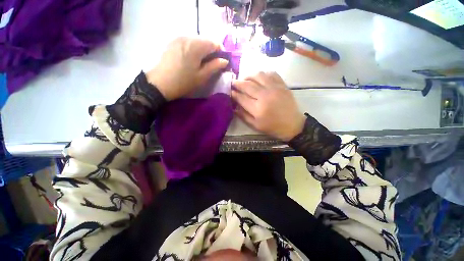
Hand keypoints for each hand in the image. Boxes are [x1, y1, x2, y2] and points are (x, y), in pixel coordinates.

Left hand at [146, 37, 228, 99]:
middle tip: (212, 65)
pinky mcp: (173, 42)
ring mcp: (178, 38)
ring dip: (203, 51)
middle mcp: (188, 37)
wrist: (160, 83)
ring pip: (197, 41)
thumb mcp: (202, 76)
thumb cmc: (184, 82)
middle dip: (212, 52)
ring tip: (201, 64)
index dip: (221, 52)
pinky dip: (194, 50)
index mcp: (196, 45)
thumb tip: (225, 61)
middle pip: (206, 41)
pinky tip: (191, 60)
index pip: (215, 43)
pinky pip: (188, 43)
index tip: (221, 63)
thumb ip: (215, 66)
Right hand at [231, 72, 304, 141]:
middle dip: (237, 83)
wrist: (293, 125)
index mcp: (257, 108)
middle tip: (233, 82)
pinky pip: (271, 73)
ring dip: (249, 76)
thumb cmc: (273, 127)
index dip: (233, 93)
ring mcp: (274, 88)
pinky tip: (259, 78)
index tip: (229, 91)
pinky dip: (263, 73)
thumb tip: (233, 106)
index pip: (241, 97)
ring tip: (245, 79)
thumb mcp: (255, 125)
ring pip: (258, 75)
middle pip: (247, 85)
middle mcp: (265, 96)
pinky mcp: (282, 85)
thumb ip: (243, 116)